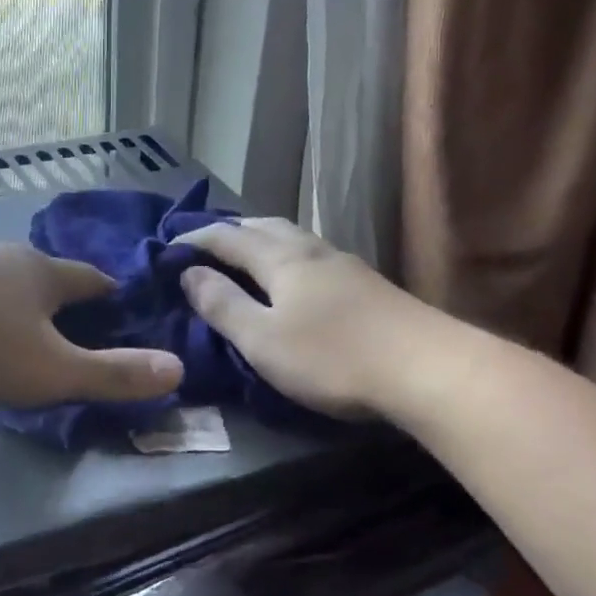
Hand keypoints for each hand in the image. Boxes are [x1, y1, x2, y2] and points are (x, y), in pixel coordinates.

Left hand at [0, 241, 182, 408]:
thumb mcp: (49, 370)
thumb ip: (111, 374)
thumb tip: (177, 369)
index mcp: (42, 274)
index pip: (91, 280)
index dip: (110, 295)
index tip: (121, 309)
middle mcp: (1, 256)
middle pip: (43, 276)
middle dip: (59, 299)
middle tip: (70, 328)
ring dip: (12, 302)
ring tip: (15, 331)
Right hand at [175, 219, 430, 419]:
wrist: (426, 368)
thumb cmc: (331, 357)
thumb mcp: (262, 339)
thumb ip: (223, 305)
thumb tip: (189, 273)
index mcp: (282, 260)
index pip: (228, 238)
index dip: (196, 239)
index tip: (169, 247)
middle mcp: (313, 251)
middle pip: (266, 227)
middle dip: (231, 231)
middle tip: (206, 244)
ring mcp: (346, 266)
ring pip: (294, 238)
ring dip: (263, 240)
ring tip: (246, 256)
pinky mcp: (368, 286)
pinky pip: (314, 256)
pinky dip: (288, 257)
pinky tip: (295, 278)